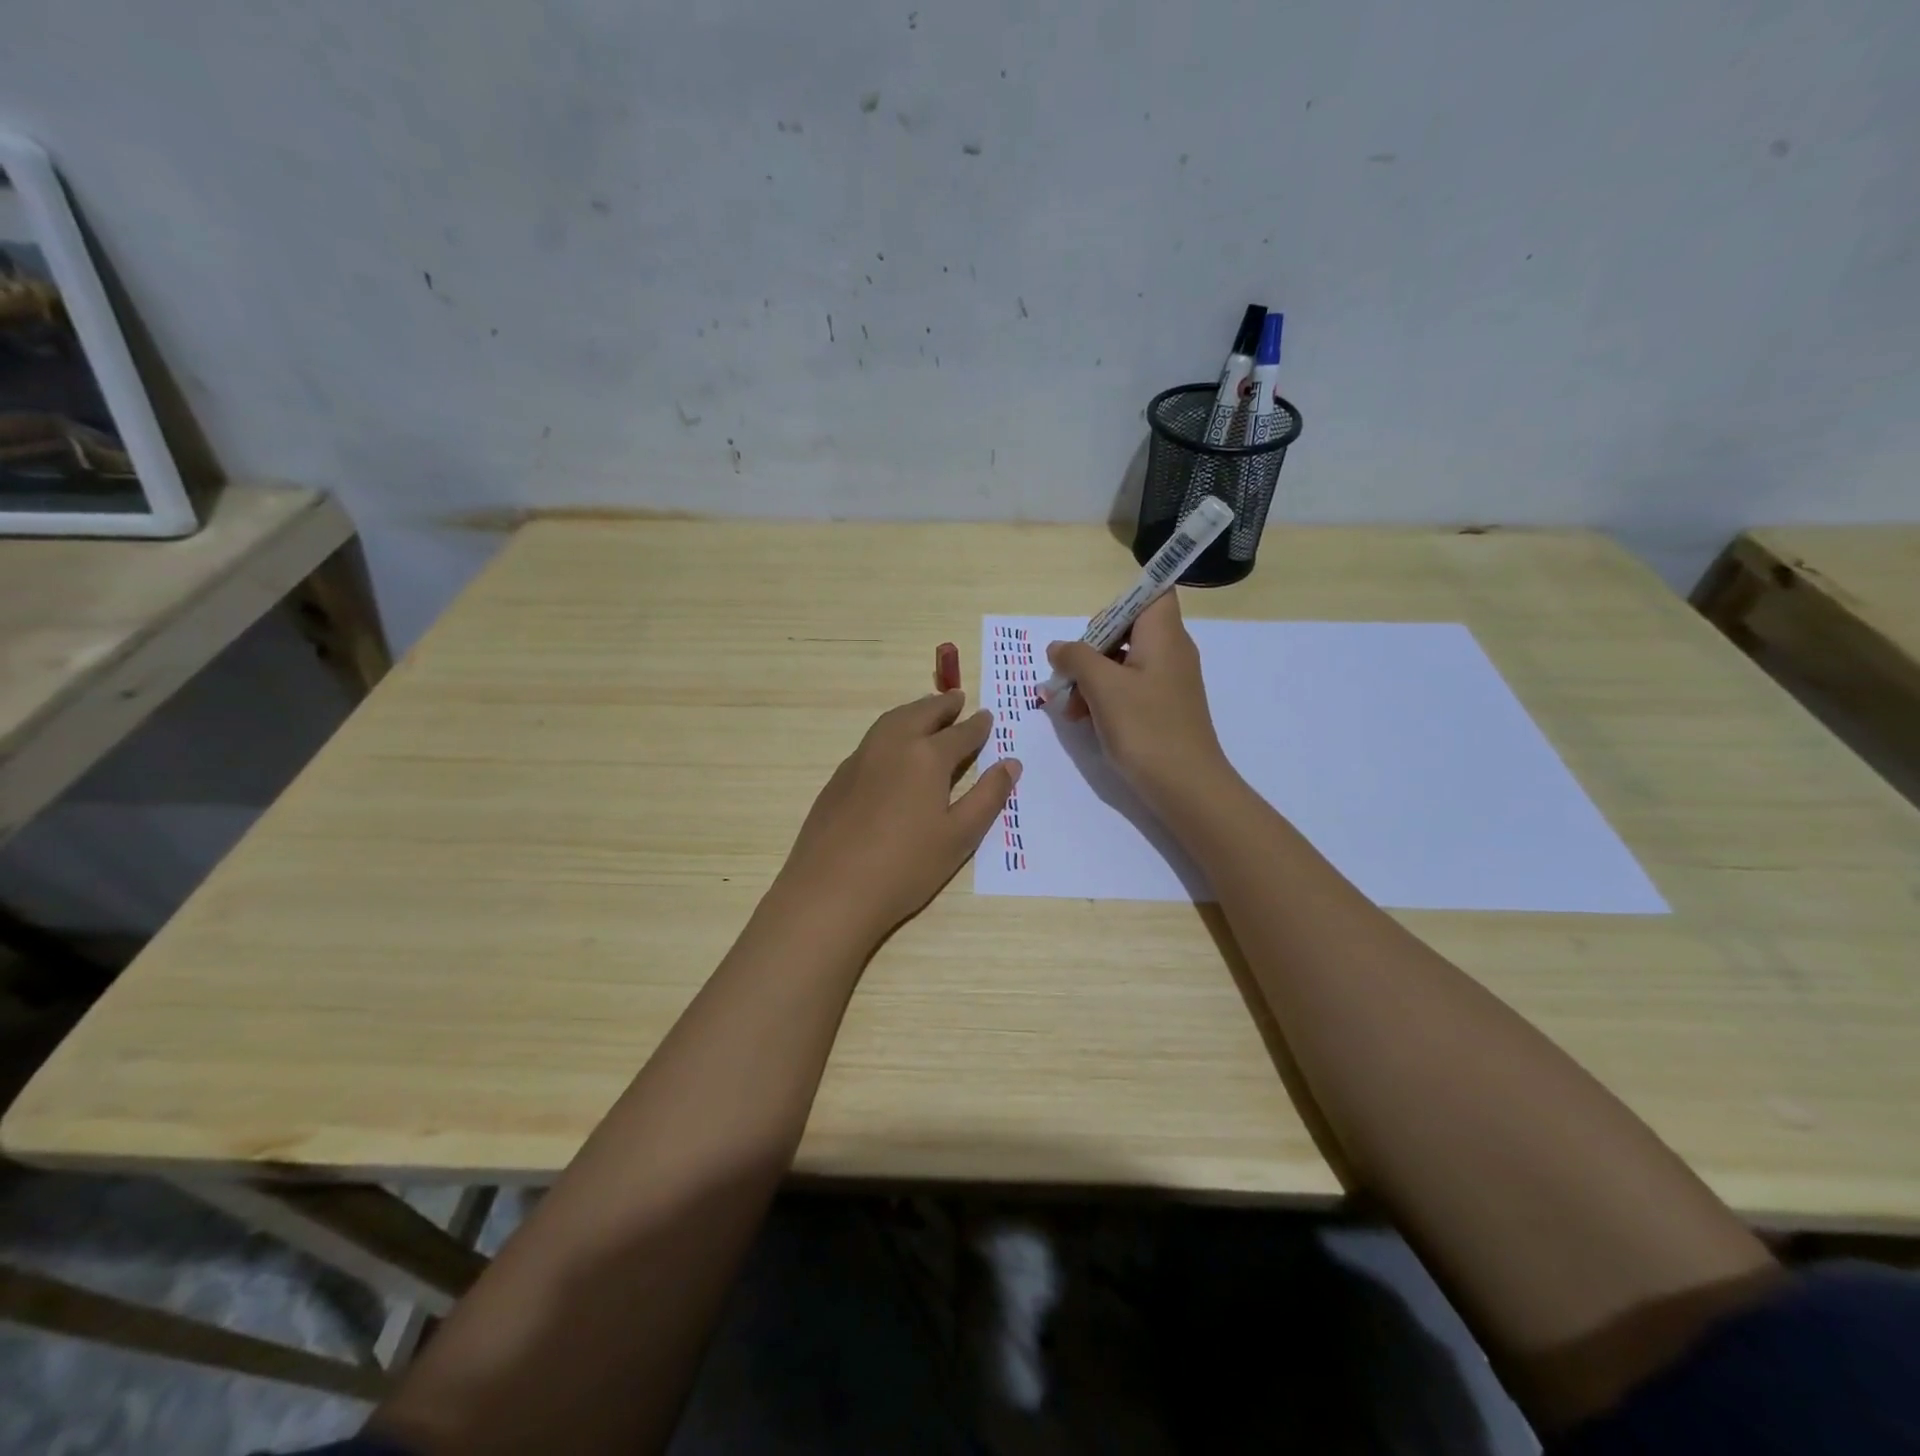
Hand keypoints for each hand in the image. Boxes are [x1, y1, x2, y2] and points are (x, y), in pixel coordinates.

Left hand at [774, 690, 1020, 943]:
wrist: (830, 891)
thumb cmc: (905, 867)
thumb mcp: (959, 836)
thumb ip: (987, 797)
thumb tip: (1010, 763)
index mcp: (927, 757)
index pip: (960, 733)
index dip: (977, 726)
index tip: (987, 716)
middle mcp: (892, 746)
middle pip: (921, 714)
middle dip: (942, 706)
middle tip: (957, 699)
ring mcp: (860, 759)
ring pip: (891, 721)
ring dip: (914, 711)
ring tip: (927, 712)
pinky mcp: (838, 778)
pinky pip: (872, 740)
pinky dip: (891, 730)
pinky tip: (893, 749)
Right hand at [1046, 591, 1230, 814]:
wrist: (1187, 787)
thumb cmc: (1146, 728)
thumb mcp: (1102, 687)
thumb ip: (1076, 658)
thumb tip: (1058, 648)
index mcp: (1163, 635)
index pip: (1152, 592)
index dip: (1120, 602)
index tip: (1093, 632)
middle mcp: (1170, 650)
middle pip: (1127, 628)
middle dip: (1091, 650)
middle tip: (1070, 678)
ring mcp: (1168, 681)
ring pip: (1122, 662)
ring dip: (1091, 679)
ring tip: (1072, 710)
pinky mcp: (1163, 707)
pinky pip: (1129, 688)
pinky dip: (1106, 697)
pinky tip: (1086, 721)